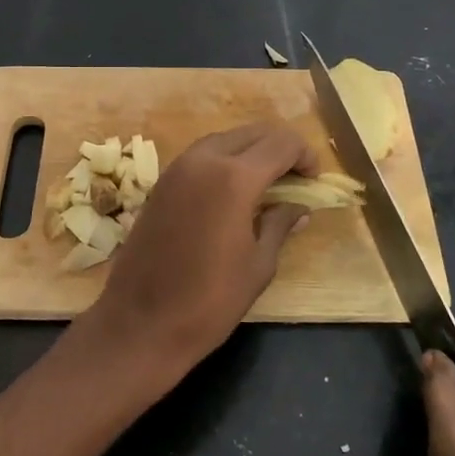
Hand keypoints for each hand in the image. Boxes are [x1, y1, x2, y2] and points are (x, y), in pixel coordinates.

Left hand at [85, 123, 314, 379]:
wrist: (140, 322)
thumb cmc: (209, 300)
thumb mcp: (258, 265)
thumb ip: (280, 225)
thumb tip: (299, 207)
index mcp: (234, 178)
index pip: (281, 143)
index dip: (304, 155)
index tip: (313, 180)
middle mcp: (204, 160)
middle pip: (253, 133)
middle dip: (279, 148)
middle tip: (295, 178)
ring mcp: (177, 168)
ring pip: (224, 139)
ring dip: (250, 151)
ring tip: (267, 183)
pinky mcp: (160, 183)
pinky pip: (201, 155)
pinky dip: (224, 161)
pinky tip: (232, 192)